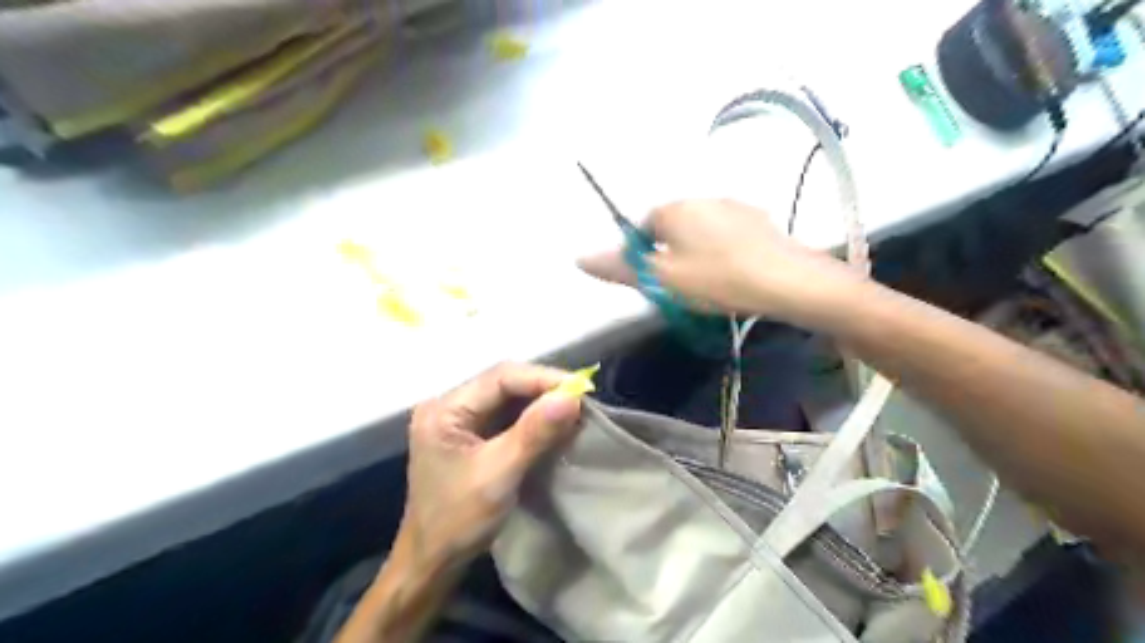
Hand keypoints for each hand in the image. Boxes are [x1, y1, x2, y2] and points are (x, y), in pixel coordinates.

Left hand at [400, 364, 582, 568]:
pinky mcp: (470, 435)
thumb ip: (534, 433)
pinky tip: (554, 422)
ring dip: (541, 402)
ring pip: (508, 398)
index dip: (542, 378)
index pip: (500, 377)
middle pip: (504, 383)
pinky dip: (532, 418)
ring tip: (574, 408)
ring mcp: (458, 420)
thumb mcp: (499, 474)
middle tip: (582, 398)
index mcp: (444, 409)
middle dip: (544, 388)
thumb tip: (572, 397)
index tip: (581, 389)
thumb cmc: (458, 521)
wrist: (431, 564)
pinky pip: (506, 415)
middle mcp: (448, 405)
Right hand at [581, 200, 857, 324]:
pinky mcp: (758, 220)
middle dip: (669, 255)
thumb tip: (579, 257)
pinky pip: (727, 234)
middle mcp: (701, 198)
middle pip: (671, 227)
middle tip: (681, 288)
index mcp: (674, 209)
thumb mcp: (663, 280)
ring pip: (700, 231)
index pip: (641, 227)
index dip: (642, 256)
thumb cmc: (717, 279)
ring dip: (696, 253)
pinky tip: (734, 275)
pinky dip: (722, 251)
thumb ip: (621, 267)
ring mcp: (733, 206)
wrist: (788, 281)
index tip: (655, 282)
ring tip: (710, 285)